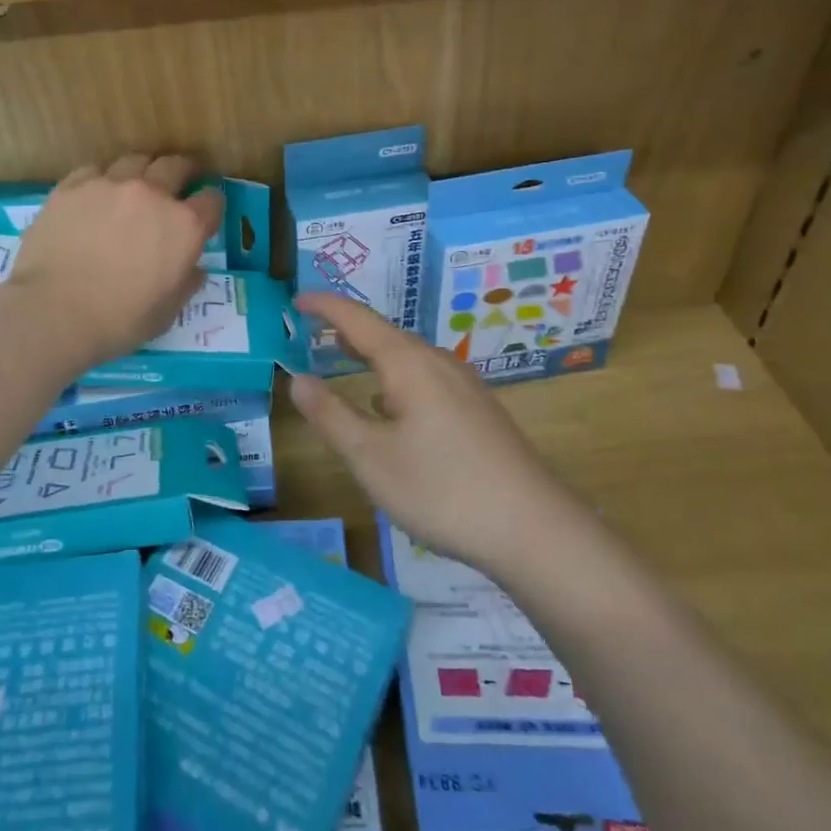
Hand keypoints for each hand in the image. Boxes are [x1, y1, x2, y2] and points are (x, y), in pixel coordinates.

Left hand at [4, 155, 222, 373]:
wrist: (55, 311)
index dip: (211, 204)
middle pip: (176, 165)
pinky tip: (93, 197)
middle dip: (183, 171)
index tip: (205, 210)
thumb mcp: (168, 312)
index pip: (212, 200)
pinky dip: (100, 181)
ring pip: (134, 161)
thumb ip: (186, 283)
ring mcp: (110, 184)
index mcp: (184, 226)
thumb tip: (193, 269)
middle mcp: (152, 194)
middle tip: (179, 180)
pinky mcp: (72, 186)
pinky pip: (94, 171)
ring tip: (134, 185)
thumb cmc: (119, 320)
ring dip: (141, 171)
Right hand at [288, 293, 575, 576]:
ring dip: (371, 354)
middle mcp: (438, 363)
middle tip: (311, 330)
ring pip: (408, 357)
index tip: (296, 300)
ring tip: (343, 359)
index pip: (357, 319)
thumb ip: (330, 415)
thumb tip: (298, 378)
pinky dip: (394, 377)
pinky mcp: (479, 412)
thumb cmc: (442, 488)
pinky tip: (390, 406)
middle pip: (385, 334)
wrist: (535, 530)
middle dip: (346, 329)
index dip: (324, 306)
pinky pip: (425, 378)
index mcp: (408, 364)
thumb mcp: (370, 457)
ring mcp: (464, 387)